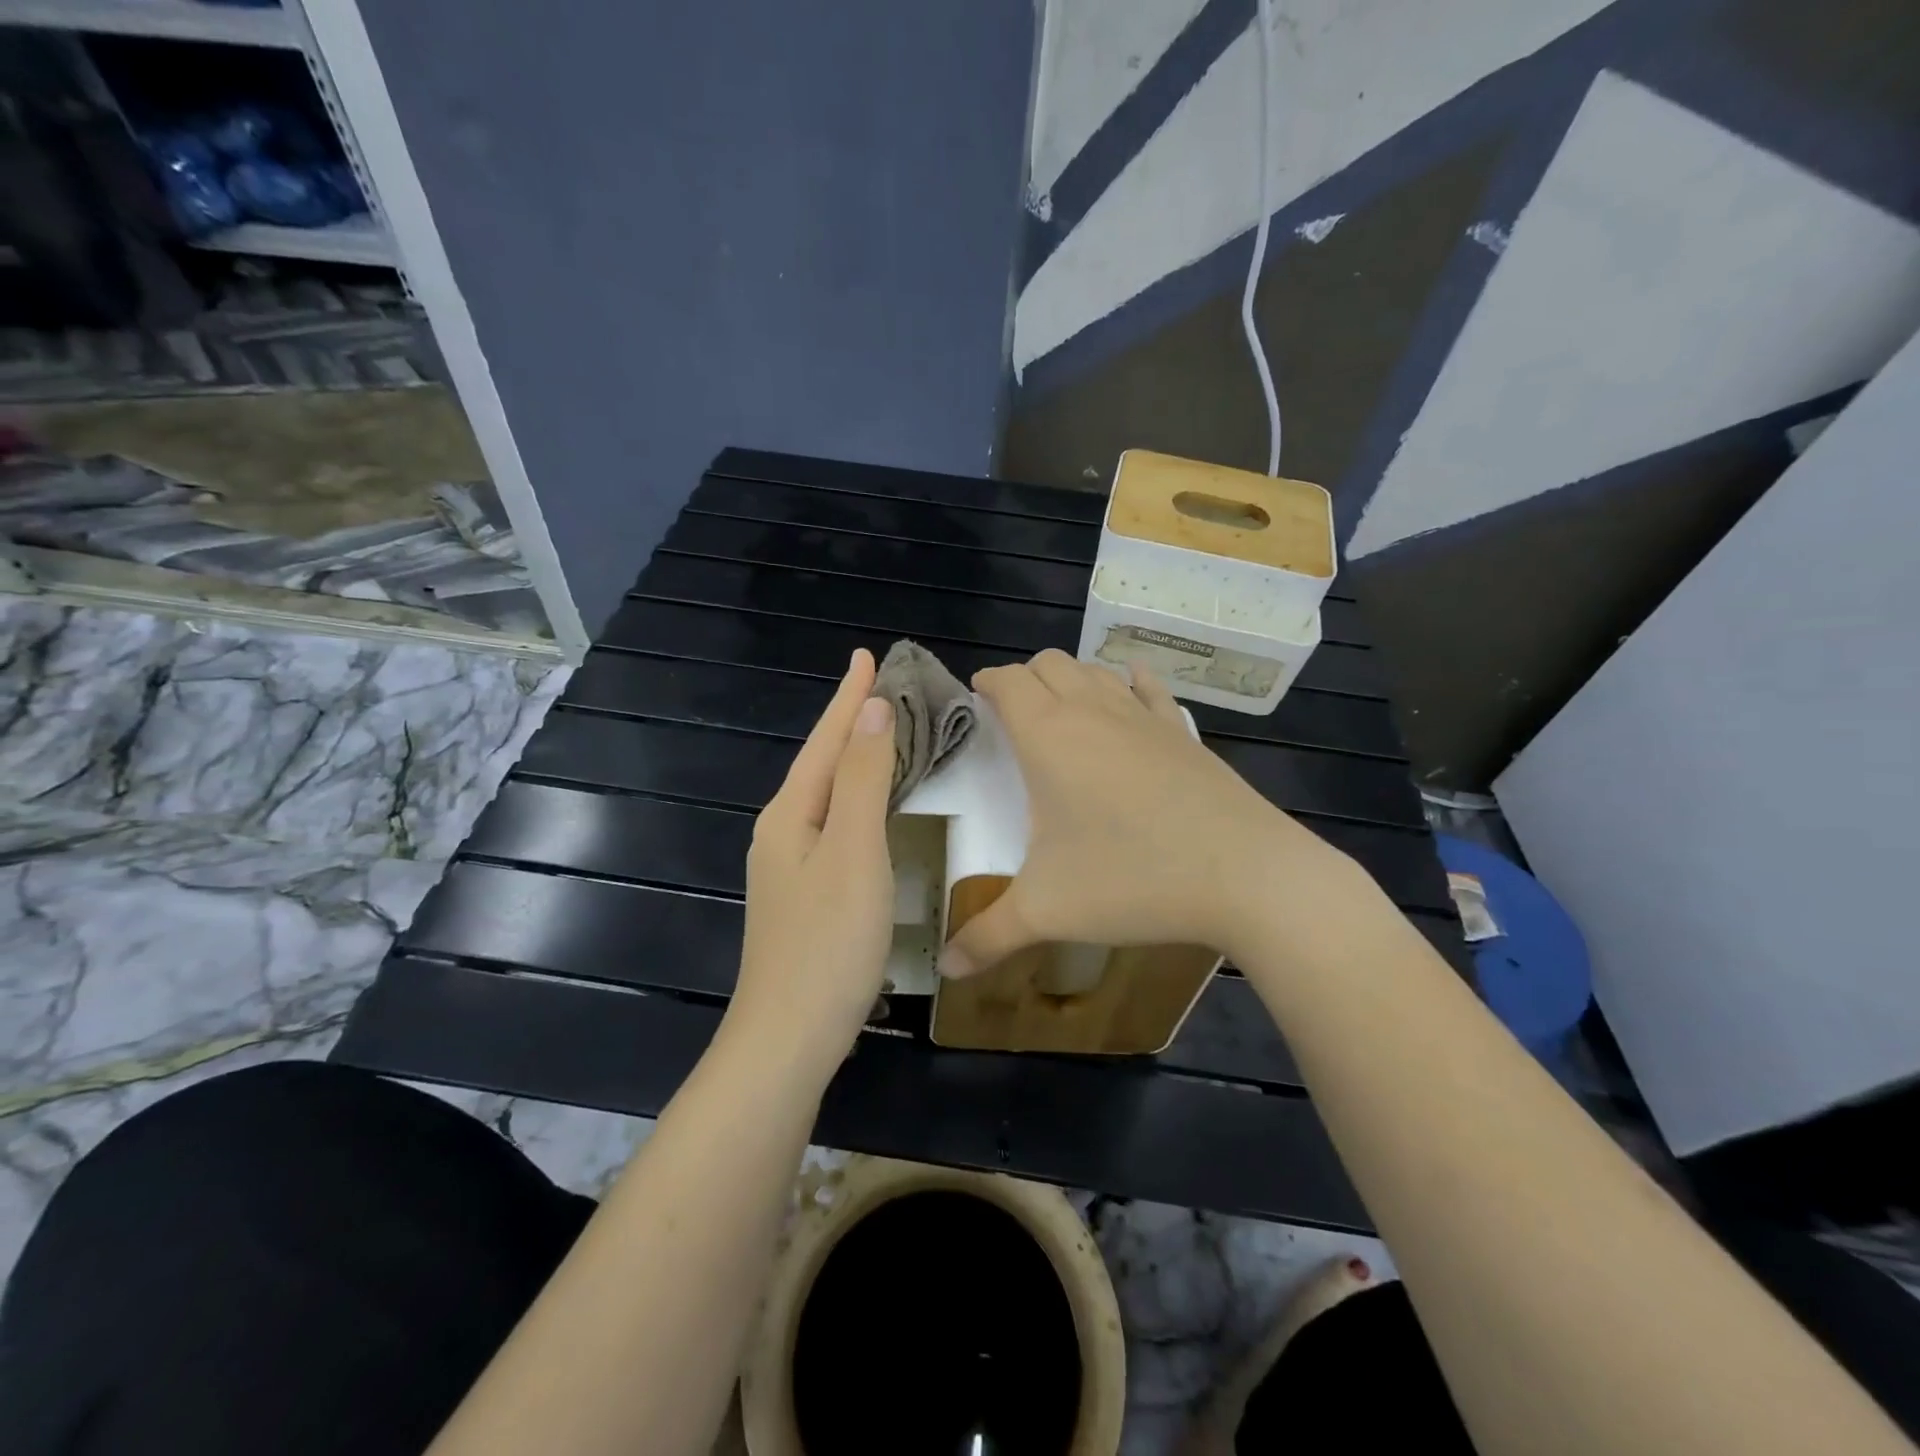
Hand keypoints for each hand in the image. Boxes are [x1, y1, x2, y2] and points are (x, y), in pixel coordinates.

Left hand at [729, 650, 895, 1074]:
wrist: (788, 1038)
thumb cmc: (828, 942)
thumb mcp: (853, 852)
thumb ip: (862, 780)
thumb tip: (869, 712)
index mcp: (790, 814)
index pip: (825, 740)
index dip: (848, 697)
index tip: (866, 655)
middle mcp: (782, 832)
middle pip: (821, 763)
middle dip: (849, 722)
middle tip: (882, 688)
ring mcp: (789, 867)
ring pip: (827, 794)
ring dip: (853, 759)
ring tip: (881, 733)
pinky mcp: (805, 895)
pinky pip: (833, 824)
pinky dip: (856, 799)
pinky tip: (870, 808)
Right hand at [937, 650, 1363, 977]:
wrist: (1244, 875)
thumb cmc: (1131, 879)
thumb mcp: (1047, 912)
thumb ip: (988, 937)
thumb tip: (947, 969)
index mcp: (1048, 737)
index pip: (1008, 682)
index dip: (986, 681)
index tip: (974, 696)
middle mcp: (1092, 712)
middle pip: (1049, 664)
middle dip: (1024, 678)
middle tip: (1010, 714)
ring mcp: (1143, 717)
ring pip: (1095, 671)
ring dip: (1069, 678)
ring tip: (1059, 709)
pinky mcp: (1182, 732)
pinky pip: (1149, 688)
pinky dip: (1129, 681)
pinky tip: (1129, 687)